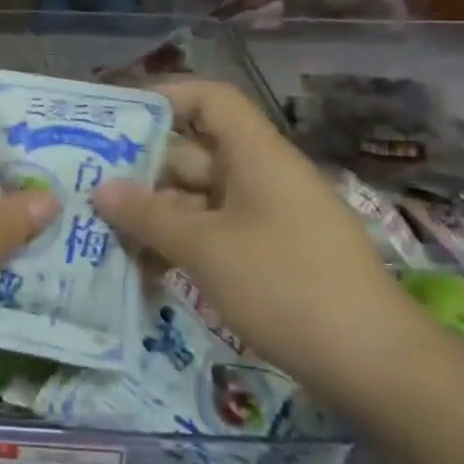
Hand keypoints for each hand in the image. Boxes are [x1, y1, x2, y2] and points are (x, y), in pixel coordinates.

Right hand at [90, 78, 428, 401]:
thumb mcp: (206, 248)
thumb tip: (101, 188)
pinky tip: (144, 272)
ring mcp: (267, 219)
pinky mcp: (270, 257)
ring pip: (198, 201)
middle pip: (194, 154)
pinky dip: (181, 246)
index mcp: (256, 156)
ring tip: (105, 236)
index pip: (211, 100)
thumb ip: (149, 215)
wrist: (375, 365)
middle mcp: (261, 177)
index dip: (165, 97)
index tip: (118, 118)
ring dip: (155, 217)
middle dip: (142, 171)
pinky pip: (214, 235)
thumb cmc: (286, 286)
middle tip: (88, 188)